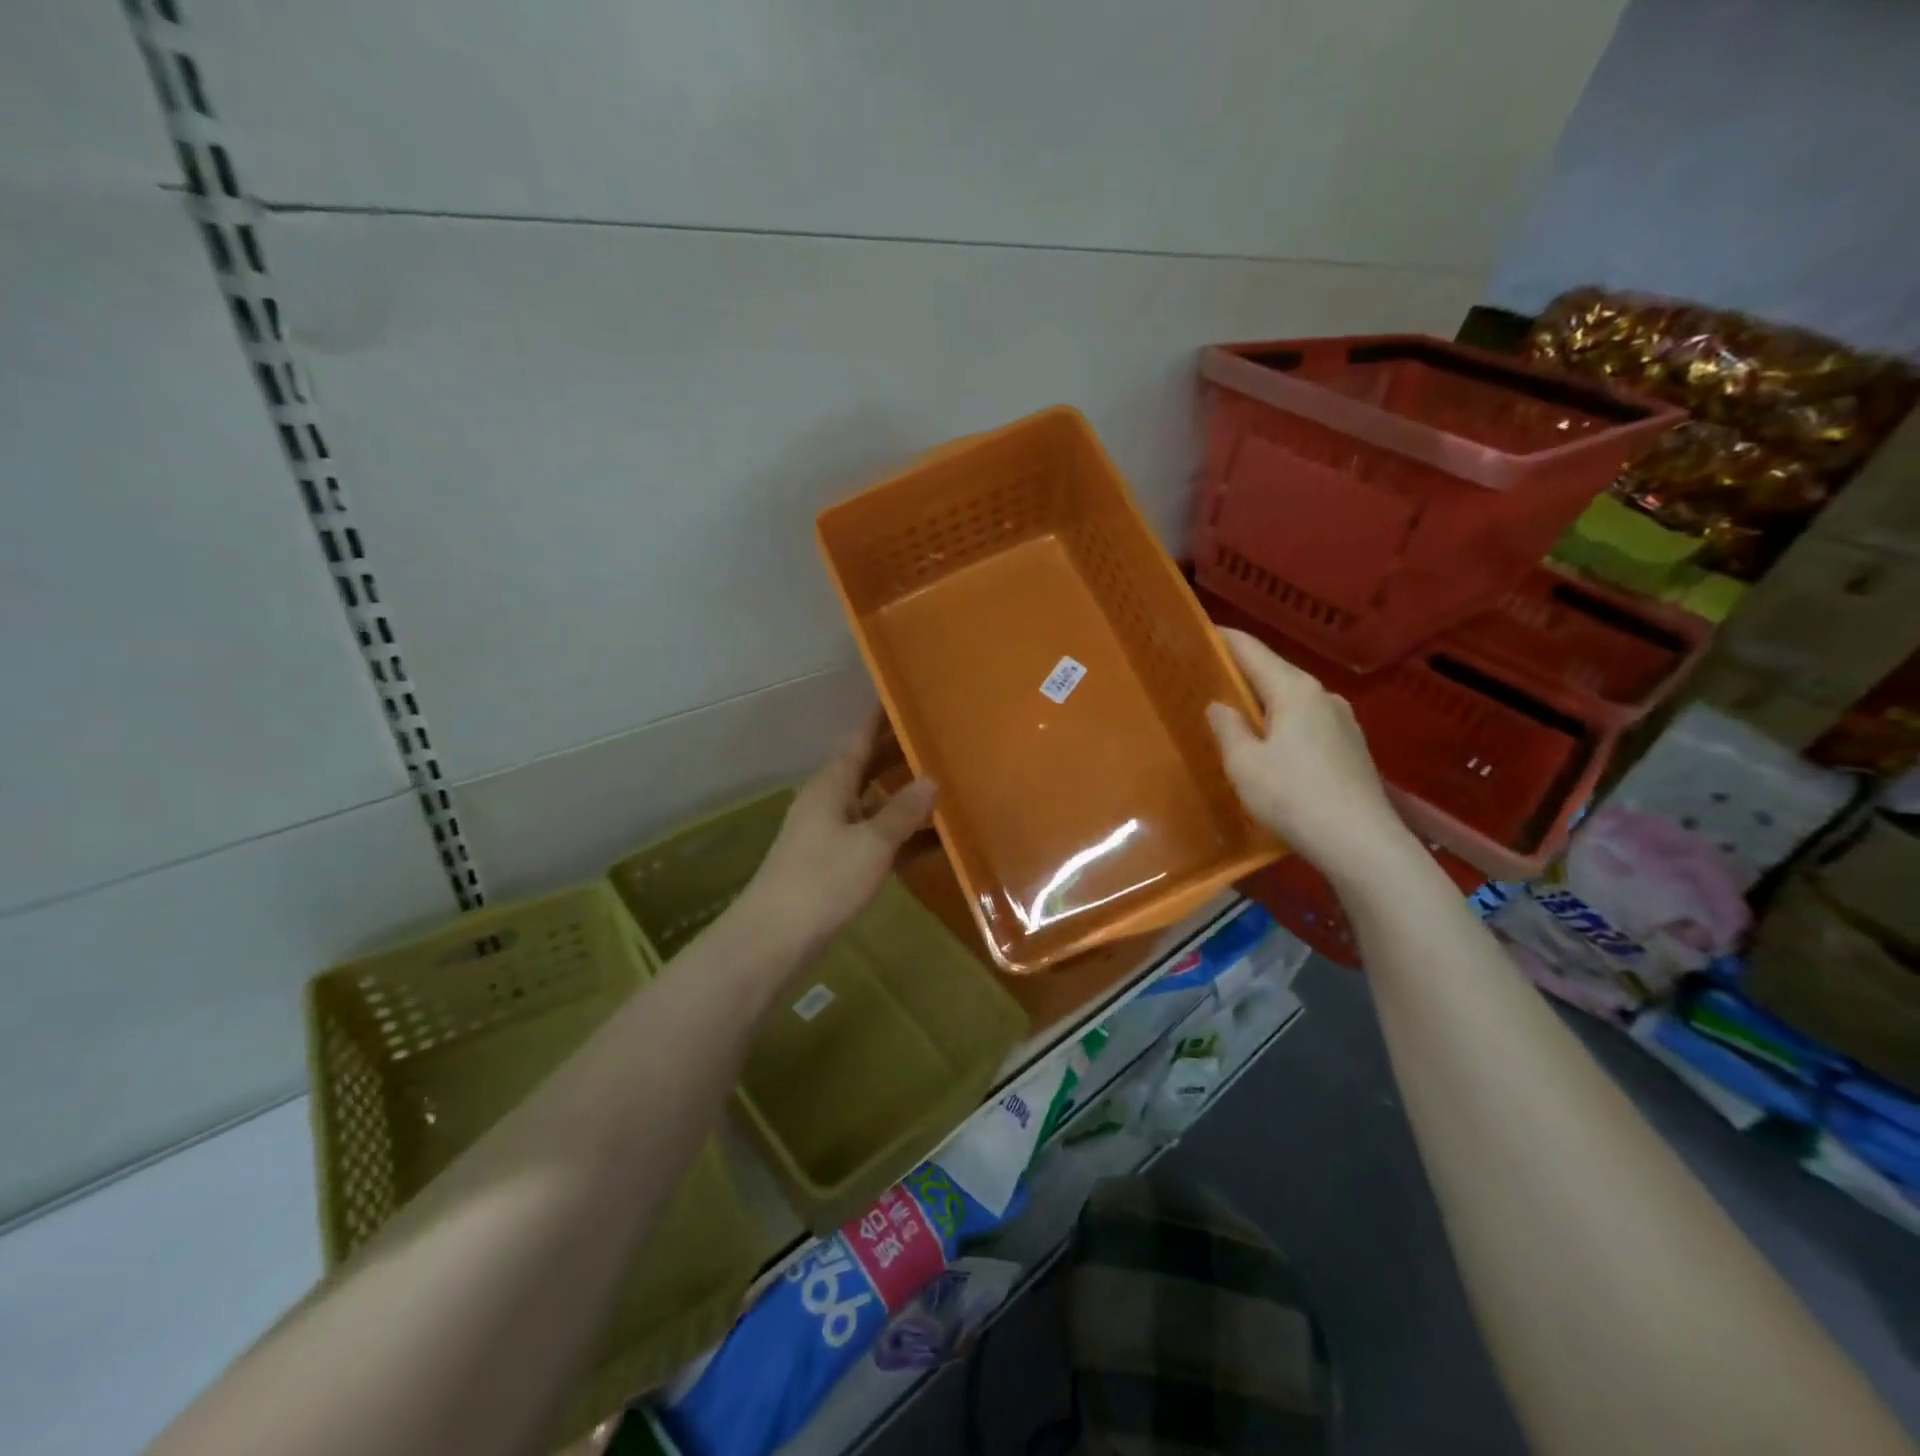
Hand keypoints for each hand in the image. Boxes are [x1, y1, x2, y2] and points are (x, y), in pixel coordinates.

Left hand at [743, 712, 937, 954]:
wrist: (775, 939)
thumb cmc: (823, 880)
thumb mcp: (872, 843)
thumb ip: (904, 811)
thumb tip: (932, 779)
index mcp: (832, 784)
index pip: (861, 738)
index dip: (882, 717)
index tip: (908, 695)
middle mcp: (831, 800)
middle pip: (869, 768)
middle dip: (901, 754)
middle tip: (941, 738)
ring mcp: (833, 834)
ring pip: (875, 804)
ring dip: (905, 797)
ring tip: (947, 783)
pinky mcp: (838, 865)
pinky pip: (877, 838)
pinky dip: (902, 836)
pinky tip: (934, 840)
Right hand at [1206, 626, 1411, 885]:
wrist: (1362, 843)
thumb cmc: (1294, 797)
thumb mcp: (1244, 764)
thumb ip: (1227, 728)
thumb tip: (1219, 705)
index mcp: (1294, 690)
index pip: (1252, 650)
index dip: (1224, 640)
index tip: (1200, 632)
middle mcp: (1323, 696)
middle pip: (1275, 673)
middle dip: (1242, 673)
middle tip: (1208, 677)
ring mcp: (1344, 722)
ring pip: (1293, 701)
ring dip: (1264, 702)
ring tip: (1236, 714)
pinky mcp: (1352, 749)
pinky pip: (1308, 724)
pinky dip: (1283, 724)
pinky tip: (1271, 746)